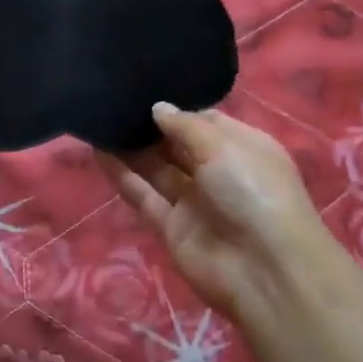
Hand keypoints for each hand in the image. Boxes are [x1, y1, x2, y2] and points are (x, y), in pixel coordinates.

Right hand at [99, 103, 336, 321]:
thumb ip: (185, 125)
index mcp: (243, 148)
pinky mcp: (171, 227)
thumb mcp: (224, 146)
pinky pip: (143, 195)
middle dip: (151, 127)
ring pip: (157, 169)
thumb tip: (157, 108)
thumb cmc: (253, 191)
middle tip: (114, 103)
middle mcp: (219, 172)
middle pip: (178, 145)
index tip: (144, 92)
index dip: (178, 110)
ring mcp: (194, 201)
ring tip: (100, 122)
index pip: (206, 122)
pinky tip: (99, 152)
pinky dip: (123, 176)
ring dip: (131, 149)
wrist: (263, 270)